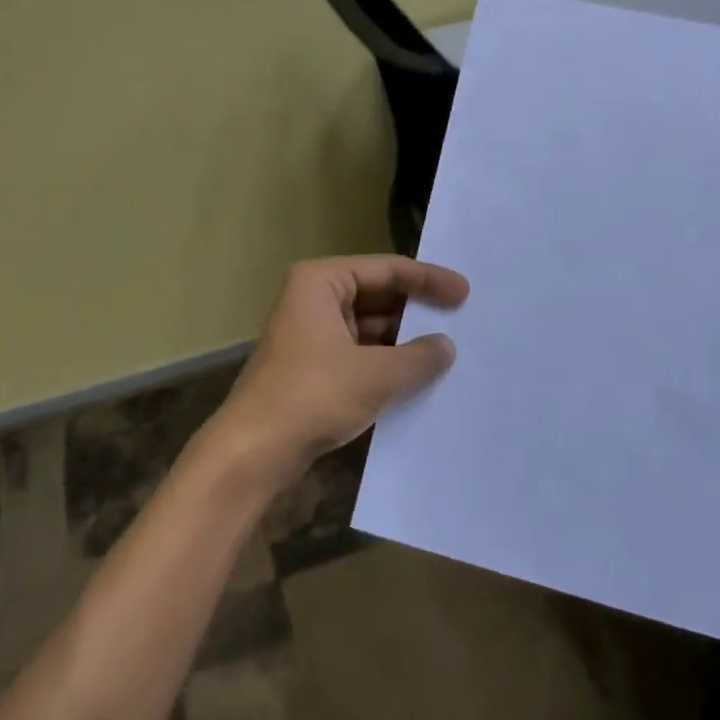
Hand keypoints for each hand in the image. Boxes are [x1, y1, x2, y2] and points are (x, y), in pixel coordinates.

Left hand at [209, 255, 468, 486]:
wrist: (254, 450)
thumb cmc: (313, 396)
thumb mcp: (376, 375)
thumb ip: (418, 357)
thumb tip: (446, 346)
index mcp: (320, 282)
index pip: (386, 269)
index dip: (428, 279)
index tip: (465, 293)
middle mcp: (313, 299)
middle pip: (377, 294)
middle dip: (416, 310)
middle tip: (461, 320)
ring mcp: (310, 333)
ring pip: (368, 326)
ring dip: (403, 340)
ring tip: (448, 351)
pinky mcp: (312, 366)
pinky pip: (358, 352)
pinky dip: (386, 361)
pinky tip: (418, 376)